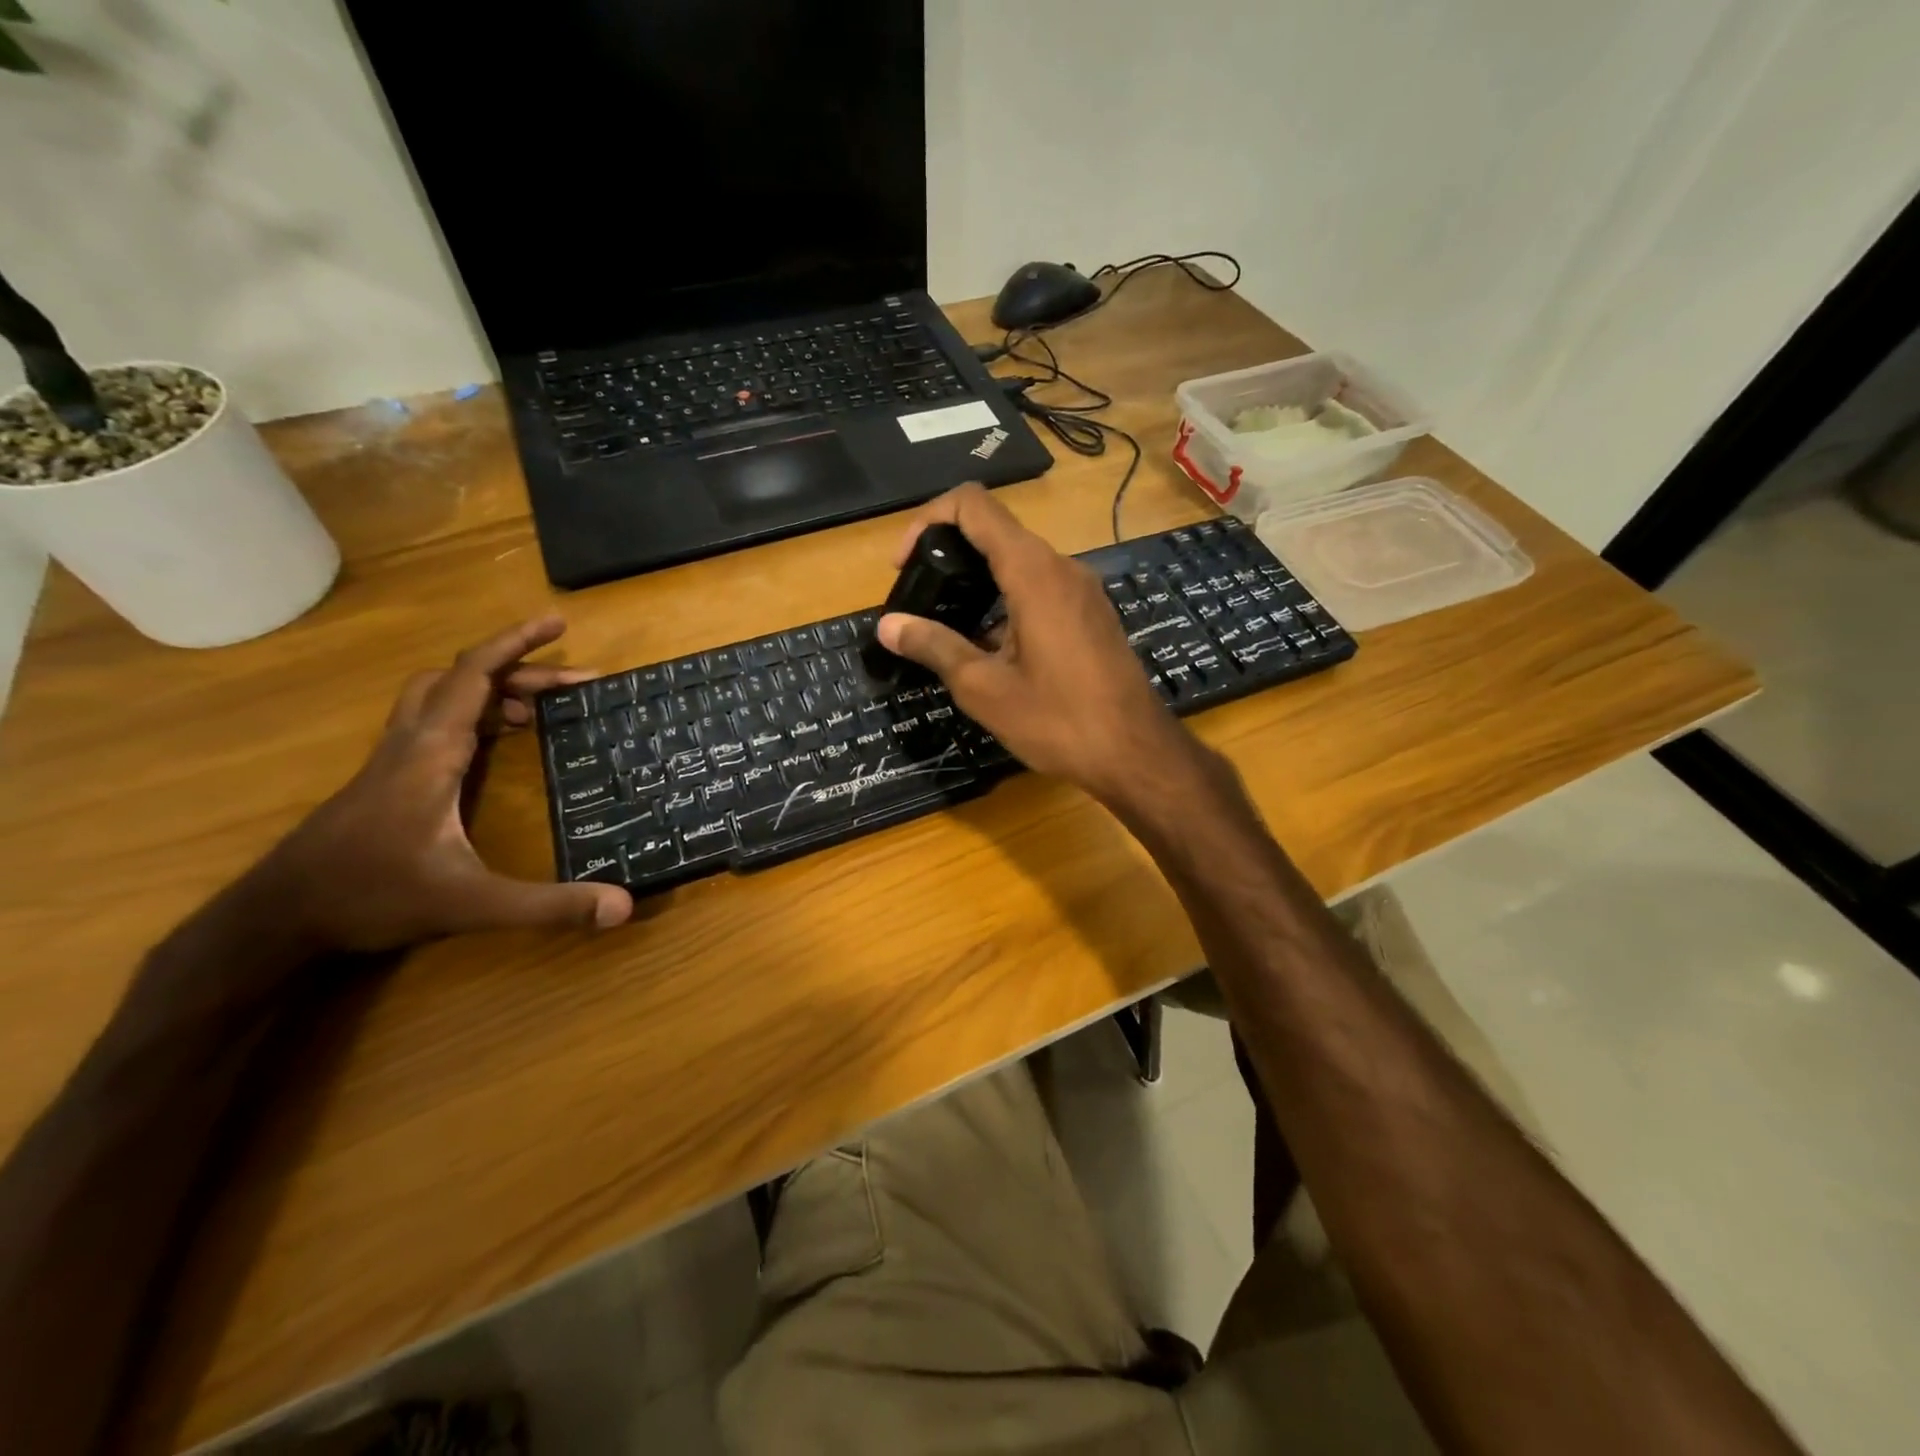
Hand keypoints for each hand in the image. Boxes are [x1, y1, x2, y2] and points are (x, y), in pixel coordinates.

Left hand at [261, 616, 633, 952]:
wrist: (277, 919)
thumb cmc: (371, 898)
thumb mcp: (471, 904)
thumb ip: (548, 905)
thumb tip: (624, 906)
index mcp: (431, 753)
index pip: (473, 675)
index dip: (516, 643)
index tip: (556, 622)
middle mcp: (411, 743)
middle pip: (461, 679)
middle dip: (519, 671)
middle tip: (573, 684)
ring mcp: (394, 759)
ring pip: (441, 697)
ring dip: (491, 690)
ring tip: (538, 711)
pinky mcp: (388, 777)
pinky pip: (435, 723)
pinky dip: (472, 715)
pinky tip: (495, 744)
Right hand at [876, 485, 1194, 805]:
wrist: (1135, 753)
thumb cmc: (1058, 720)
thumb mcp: (984, 687)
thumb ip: (934, 646)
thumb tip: (888, 625)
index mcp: (1033, 572)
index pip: (973, 505)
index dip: (929, 520)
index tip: (905, 565)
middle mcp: (1061, 567)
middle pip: (995, 531)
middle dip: (948, 554)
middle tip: (920, 600)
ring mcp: (1082, 590)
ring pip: (1018, 562)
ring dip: (977, 582)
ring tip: (948, 627)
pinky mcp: (1091, 614)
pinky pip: (1041, 588)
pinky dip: (1006, 601)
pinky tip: (991, 649)